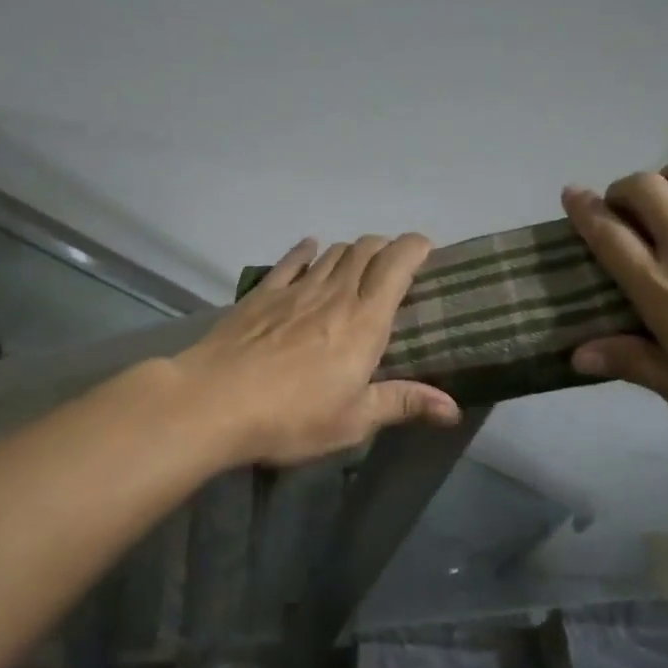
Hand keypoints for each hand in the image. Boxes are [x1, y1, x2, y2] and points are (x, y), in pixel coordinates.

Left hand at [172, 233, 461, 466]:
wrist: (214, 402)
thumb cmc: (292, 417)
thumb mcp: (353, 420)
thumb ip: (403, 404)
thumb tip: (454, 409)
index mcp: (364, 321)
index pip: (397, 265)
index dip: (415, 248)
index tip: (427, 249)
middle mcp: (334, 294)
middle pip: (365, 250)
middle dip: (386, 248)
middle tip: (395, 265)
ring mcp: (294, 289)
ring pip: (332, 253)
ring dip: (351, 251)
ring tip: (358, 264)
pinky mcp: (261, 294)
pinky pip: (290, 261)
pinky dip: (306, 251)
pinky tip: (310, 249)